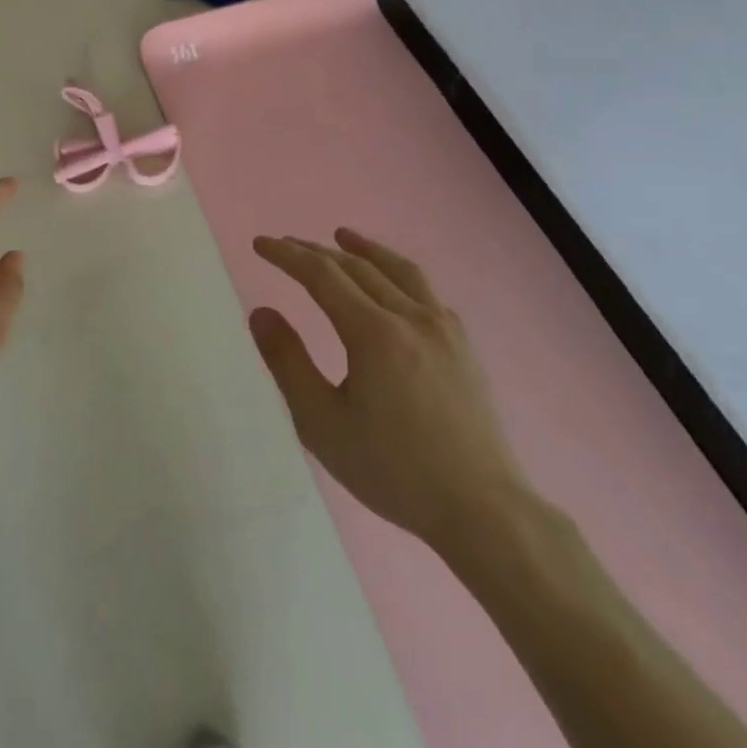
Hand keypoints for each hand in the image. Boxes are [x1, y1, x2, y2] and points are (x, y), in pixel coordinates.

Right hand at [249, 229, 530, 552]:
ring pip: (397, 270)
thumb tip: (261, 312)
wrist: (485, 511)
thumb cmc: (394, 471)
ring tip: (341, 236)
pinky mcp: (463, 346)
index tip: (261, 244)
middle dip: (315, 251)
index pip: (322, 275)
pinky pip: (425, 291)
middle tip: (285, 244)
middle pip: (356, 267)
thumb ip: (288, 363)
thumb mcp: (323, 424)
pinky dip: (397, 273)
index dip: (287, 255)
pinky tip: (392, 284)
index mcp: (374, 333)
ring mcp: (443, 328)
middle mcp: (410, 317)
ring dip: (363, 249)